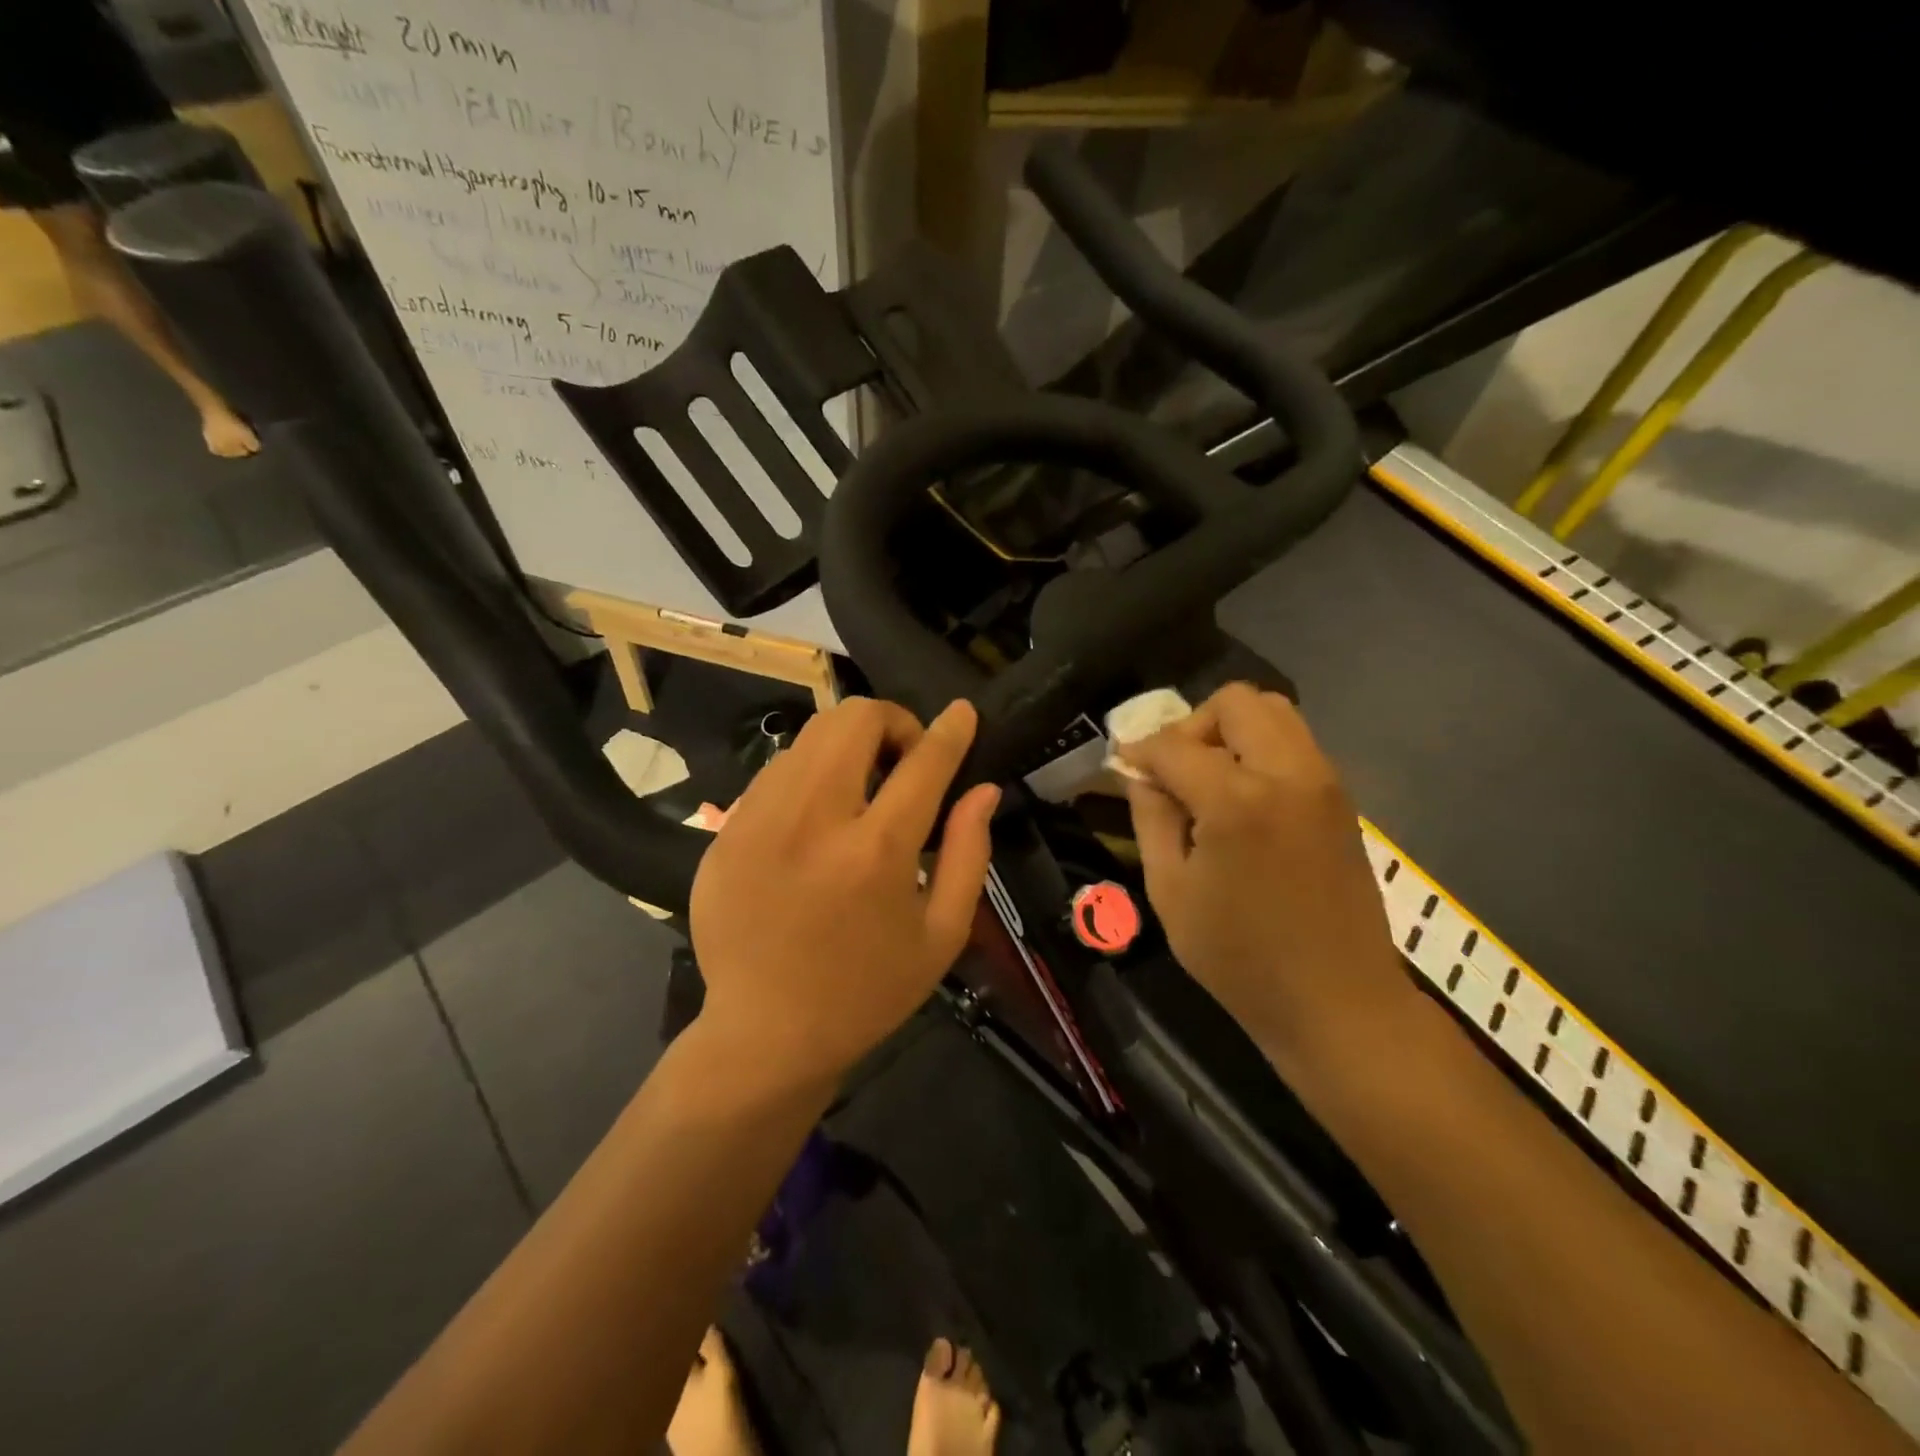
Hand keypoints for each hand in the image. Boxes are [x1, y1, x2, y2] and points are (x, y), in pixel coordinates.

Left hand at [689, 698, 999, 1086]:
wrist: (765, 1036)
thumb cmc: (868, 991)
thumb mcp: (941, 934)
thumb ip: (970, 853)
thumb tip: (984, 789)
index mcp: (875, 852)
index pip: (923, 762)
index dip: (950, 730)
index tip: (962, 712)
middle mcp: (812, 821)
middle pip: (852, 720)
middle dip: (890, 723)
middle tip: (902, 761)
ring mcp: (758, 821)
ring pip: (809, 737)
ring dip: (847, 747)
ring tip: (859, 790)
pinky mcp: (725, 832)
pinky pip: (775, 772)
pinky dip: (808, 774)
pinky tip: (816, 818)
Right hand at [1120, 684, 1414, 1071]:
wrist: (1337, 1002)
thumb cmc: (1240, 957)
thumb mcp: (1170, 891)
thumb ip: (1151, 818)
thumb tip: (1140, 772)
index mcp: (1236, 800)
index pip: (1175, 744)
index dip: (1140, 750)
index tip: (1124, 768)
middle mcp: (1287, 773)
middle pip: (1236, 701)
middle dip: (1194, 725)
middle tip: (1176, 771)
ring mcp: (1324, 782)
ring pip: (1275, 712)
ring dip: (1232, 732)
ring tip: (1209, 780)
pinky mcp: (1342, 799)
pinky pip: (1296, 744)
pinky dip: (1261, 751)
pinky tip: (1243, 800)